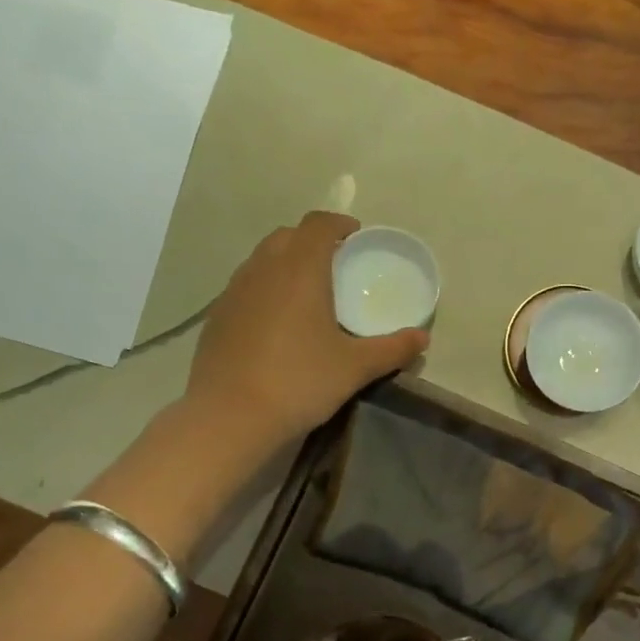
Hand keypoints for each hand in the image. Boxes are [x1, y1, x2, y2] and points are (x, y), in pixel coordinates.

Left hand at [187, 211, 427, 445]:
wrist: (229, 416)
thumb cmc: (299, 382)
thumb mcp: (355, 368)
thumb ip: (392, 349)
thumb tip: (422, 338)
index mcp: (300, 269)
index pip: (318, 224)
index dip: (339, 223)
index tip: (357, 237)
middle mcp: (263, 269)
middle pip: (288, 236)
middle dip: (313, 241)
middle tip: (336, 265)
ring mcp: (234, 291)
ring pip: (262, 259)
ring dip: (286, 263)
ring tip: (308, 292)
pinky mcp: (217, 316)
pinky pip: (246, 286)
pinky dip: (266, 289)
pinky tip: (278, 323)